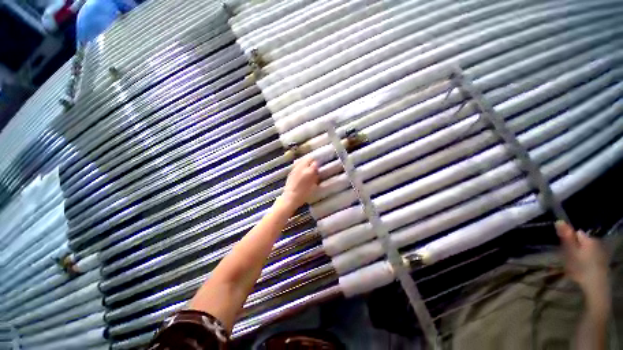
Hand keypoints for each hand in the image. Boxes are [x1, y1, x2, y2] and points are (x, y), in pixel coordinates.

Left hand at [282, 157, 318, 208]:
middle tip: (314, 165)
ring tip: (308, 166)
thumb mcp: (313, 186)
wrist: (290, 198)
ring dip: (305, 162)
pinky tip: (301, 170)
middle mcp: (301, 168)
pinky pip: (297, 165)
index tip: (318, 167)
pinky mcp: (291, 172)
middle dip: (311, 161)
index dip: (318, 165)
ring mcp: (295, 169)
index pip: (315, 163)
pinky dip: (300, 165)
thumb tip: (316, 171)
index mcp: (309, 171)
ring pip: (302, 160)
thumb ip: (315, 176)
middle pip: (308, 159)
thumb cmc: (304, 194)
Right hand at [556, 221, 609, 303]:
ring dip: (579, 255)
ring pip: (586, 250)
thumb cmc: (581, 268)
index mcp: (589, 239)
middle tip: (568, 258)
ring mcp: (601, 253)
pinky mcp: (602, 262)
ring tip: (574, 265)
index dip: (569, 239)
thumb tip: (559, 221)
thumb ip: (566, 237)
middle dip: (574, 247)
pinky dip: (585, 261)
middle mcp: (597, 243)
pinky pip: (591, 257)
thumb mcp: (570, 252)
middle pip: (582, 242)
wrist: (596, 287)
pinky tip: (582, 269)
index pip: (576, 233)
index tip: (564, 248)